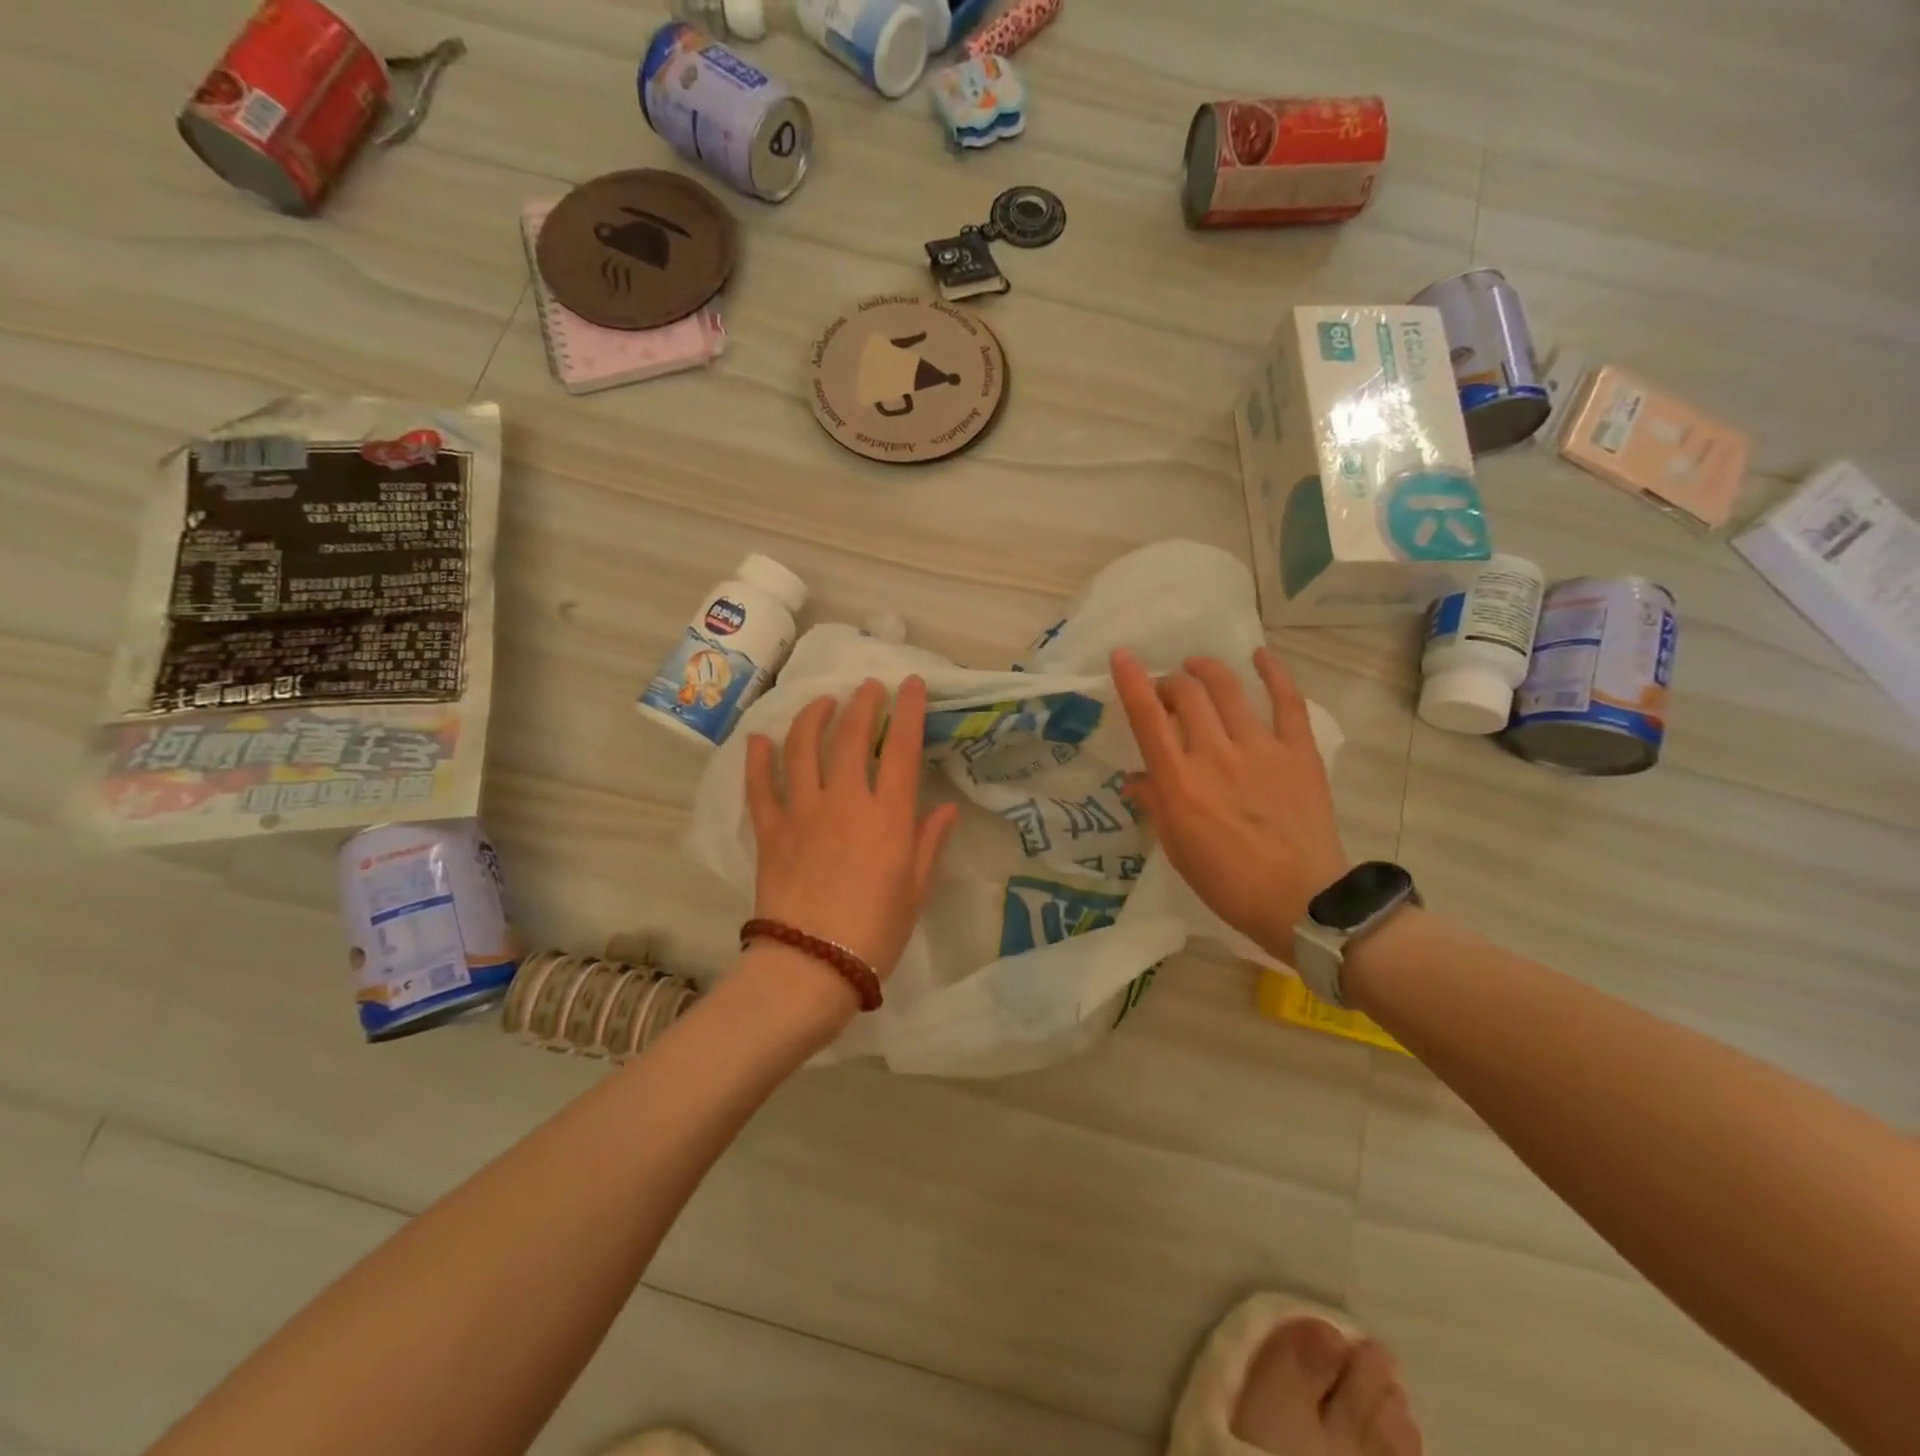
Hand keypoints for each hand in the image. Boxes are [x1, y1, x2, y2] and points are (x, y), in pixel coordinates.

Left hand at [745, 676, 959, 979]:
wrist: (810, 967)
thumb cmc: (875, 933)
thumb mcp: (914, 890)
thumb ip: (928, 843)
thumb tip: (945, 808)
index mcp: (886, 816)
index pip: (901, 748)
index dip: (908, 711)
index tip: (911, 684)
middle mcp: (844, 802)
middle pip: (851, 737)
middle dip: (862, 704)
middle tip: (868, 688)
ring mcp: (801, 812)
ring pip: (802, 748)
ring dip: (813, 718)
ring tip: (822, 703)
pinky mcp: (769, 830)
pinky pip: (759, 785)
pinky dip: (757, 759)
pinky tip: (759, 739)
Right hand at [1110, 647, 1347, 962]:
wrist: (1301, 901)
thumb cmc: (1226, 882)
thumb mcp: (1177, 848)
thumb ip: (1155, 805)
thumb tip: (1135, 778)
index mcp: (1179, 782)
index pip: (1147, 718)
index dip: (1131, 682)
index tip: (1122, 656)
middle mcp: (1214, 755)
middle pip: (1186, 694)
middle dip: (1170, 683)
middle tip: (1168, 692)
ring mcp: (1260, 749)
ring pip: (1228, 689)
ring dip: (1207, 670)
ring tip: (1198, 667)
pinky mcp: (1298, 752)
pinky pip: (1287, 702)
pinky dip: (1274, 673)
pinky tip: (1261, 656)